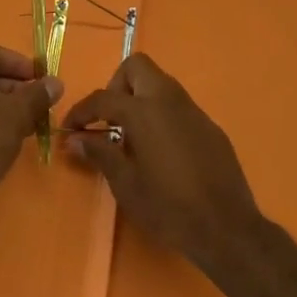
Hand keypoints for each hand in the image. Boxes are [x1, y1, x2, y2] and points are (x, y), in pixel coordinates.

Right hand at [63, 54, 263, 270]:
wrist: (227, 229)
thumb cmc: (169, 208)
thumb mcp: (126, 185)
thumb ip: (99, 154)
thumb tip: (73, 139)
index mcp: (144, 111)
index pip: (103, 97)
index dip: (81, 111)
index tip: (70, 129)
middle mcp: (169, 100)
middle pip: (137, 67)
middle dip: (116, 86)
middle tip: (109, 120)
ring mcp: (194, 111)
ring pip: (160, 83)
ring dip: (140, 98)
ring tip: (131, 135)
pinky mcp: (210, 126)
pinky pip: (179, 106)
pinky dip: (162, 114)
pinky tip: (161, 149)